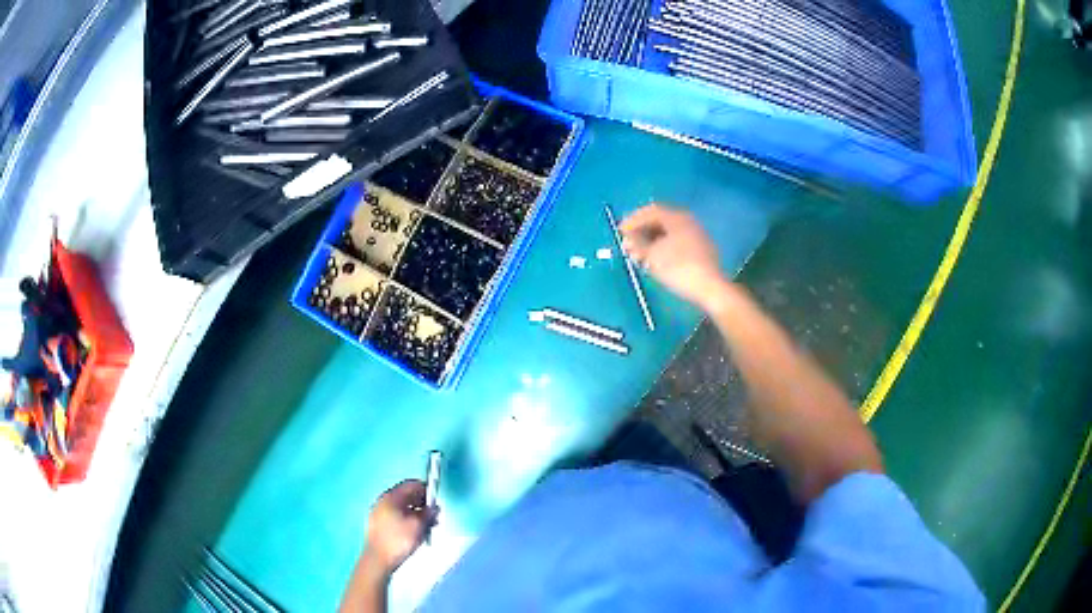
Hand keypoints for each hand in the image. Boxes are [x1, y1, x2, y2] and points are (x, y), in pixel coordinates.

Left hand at [362, 480, 434, 575]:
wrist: (378, 559)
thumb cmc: (399, 540)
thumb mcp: (419, 525)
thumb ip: (429, 513)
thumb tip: (434, 507)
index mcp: (391, 497)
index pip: (411, 484)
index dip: (426, 489)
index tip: (437, 500)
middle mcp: (383, 501)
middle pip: (406, 495)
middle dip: (422, 504)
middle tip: (434, 515)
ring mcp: (379, 513)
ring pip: (402, 507)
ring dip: (416, 514)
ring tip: (427, 527)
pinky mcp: (378, 524)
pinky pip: (396, 516)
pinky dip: (407, 520)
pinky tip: (415, 532)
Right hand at [620, 204, 725, 309]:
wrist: (709, 288)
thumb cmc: (678, 267)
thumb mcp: (652, 255)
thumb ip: (637, 243)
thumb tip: (628, 239)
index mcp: (677, 217)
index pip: (650, 211)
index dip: (633, 220)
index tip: (619, 232)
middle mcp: (687, 221)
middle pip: (659, 221)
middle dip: (641, 232)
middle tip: (627, 245)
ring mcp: (696, 235)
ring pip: (668, 234)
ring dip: (650, 242)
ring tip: (637, 256)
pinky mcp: (700, 250)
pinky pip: (676, 243)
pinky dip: (662, 249)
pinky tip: (654, 261)